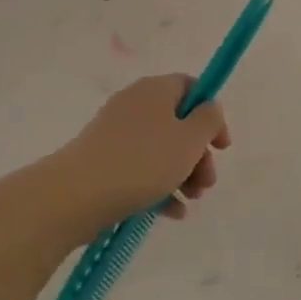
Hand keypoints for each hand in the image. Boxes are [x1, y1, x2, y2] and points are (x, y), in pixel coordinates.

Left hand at [45, 75, 230, 237]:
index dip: (211, 113)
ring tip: (191, 200)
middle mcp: (134, 104)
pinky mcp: (103, 160)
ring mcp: (116, 132)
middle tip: (207, 182)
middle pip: (177, 122)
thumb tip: (209, 107)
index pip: (190, 87)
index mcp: (155, 89)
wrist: (78, 193)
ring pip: (160, 148)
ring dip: (182, 173)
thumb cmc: (143, 161)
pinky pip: (140, 168)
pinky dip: (159, 187)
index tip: (222, 146)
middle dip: (198, 153)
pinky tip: (173, 212)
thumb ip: (208, 121)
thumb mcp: (188, 140)